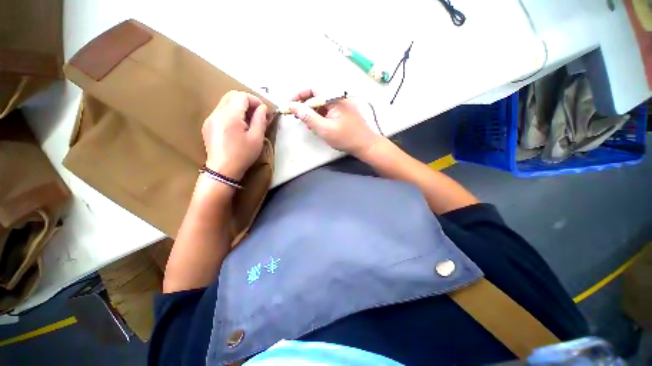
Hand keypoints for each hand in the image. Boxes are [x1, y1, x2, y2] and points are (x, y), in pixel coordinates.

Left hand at [202, 91, 268, 179]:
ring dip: (239, 107)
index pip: (242, 96)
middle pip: (232, 96)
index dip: (255, 100)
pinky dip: (232, 113)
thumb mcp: (256, 138)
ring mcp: (210, 118)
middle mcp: (217, 113)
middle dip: (247, 101)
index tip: (264, 111)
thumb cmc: (242, 155)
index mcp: (230, 115)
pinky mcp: (208, 125)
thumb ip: (260, 120)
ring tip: (249, 120)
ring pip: (225, 103)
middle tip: (257, 113)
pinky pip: (221, 112)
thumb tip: (263, 108)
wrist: (223, 170)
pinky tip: (238, 126)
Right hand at [288, 89, 380, 156]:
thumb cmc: (346, 138)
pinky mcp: (342, 112)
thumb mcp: (324, 129)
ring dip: (311, 112)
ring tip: (305, 124)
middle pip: (317, 96)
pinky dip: (319, 117)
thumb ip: (308, 117)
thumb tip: (292, 106)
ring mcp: (341, 105)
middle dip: (304, 105)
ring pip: (321, 104)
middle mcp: (338, 98)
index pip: (313, 89)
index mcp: (334, 98)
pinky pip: (327, 111)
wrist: (365, 145)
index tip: (290, 105)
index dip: (299, 95)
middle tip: (296, 116)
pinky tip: (315, 126)